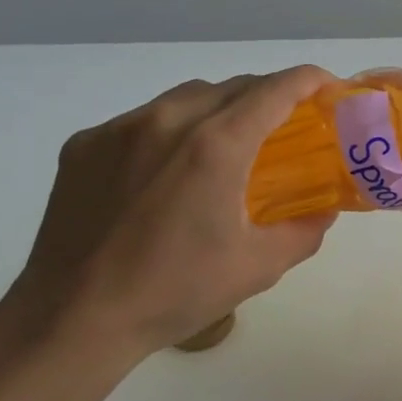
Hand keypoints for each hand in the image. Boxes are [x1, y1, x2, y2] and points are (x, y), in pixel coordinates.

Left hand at [0, 67, 338, 371]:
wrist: (72, 320)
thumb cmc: (174, 292)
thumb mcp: (258, 266)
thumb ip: (304, 230)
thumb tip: (326, 209)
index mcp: (215, 145)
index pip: (276, 89)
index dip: (310, 80)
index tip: (329, 87)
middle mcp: (167, 120)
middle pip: (233, 86)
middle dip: (269, 95)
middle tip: (287, 125)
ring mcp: (119, 129)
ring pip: (186, 97)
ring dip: (220, 108)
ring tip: (228, 144)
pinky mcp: (84, 145)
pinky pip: (142, 120)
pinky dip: (170, 130)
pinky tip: (167, 171)